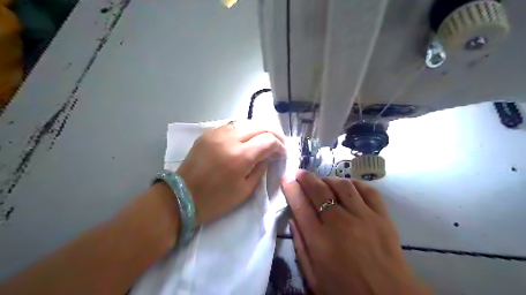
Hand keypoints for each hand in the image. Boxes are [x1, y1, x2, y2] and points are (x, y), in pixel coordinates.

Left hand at [177, 121, 285, 224]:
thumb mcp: (245, 190)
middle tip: (277, 144)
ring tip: (262, 141)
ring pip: (246, 123)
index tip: (282, 153)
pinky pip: (231, 126)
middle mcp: (230, 139)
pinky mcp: (207, 133)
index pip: (269, 140)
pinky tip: (245, 140)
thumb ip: (260, 168)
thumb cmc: (216, 200)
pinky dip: (243, 131)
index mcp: (241, 156)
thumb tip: (268, 155)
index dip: (280, 145)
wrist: (182, 196)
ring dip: (258, 130)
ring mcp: (217, 133)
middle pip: (259, 126)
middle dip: (273, 133)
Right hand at [282, 170, 433, 293]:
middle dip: (306, 178)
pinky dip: (354, 184)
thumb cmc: (346, 290)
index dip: (291, 189)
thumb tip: (293, 220)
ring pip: (342, 186)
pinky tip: (348, 187)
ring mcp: (363, 216)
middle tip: (300, 173)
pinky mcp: (382, 216)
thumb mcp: (314, 277)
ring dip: (329, 179)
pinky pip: (367, 190)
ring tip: (323, 182)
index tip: (286, 178)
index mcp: (320, 240)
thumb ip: (300, 247)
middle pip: (319, 191)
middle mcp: (339, 223)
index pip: (300, 206)